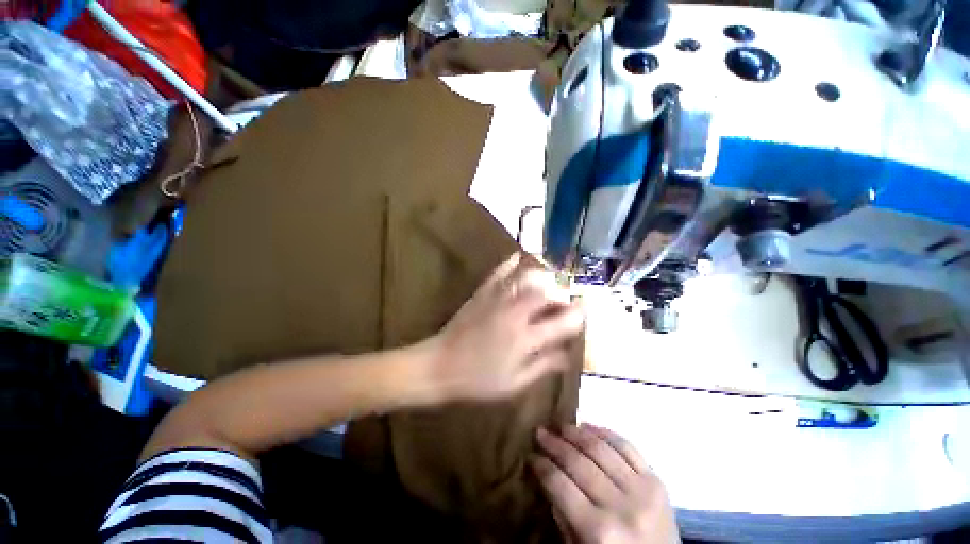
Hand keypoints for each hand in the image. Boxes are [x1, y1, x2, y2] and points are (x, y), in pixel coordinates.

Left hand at [424, 253, 583, 401]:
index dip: (578, 314)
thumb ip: (543, 366)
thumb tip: (567, 355)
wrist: (439, 366)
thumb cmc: (477, 380)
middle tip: (564, 300)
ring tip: (548, 282)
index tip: (584, 310)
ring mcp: (496, 300)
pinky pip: (499, 272)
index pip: (561, 322)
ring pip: (525, 277)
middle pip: (546, 293)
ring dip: (542, 276)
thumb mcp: (514, 384)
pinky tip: (518, 258)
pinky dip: (510, 263)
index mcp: (524, 339)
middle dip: (561, 294)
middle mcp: (514, 314)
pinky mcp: (482, 293)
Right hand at [532, 424, 678, 543]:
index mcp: (598, 531)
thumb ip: (563, 515)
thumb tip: (547, 475)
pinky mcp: (656, 481)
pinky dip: (606, 432)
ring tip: (562, 426)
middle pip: (579, 462)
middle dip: (554, 443)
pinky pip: (627, 447)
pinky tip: (589, 426)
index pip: (560, 485)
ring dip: (577, 432)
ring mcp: (642, 491)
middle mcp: (620, 506)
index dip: (541, 465)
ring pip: (601, 449)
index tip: (531, 455)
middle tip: (540, 431)